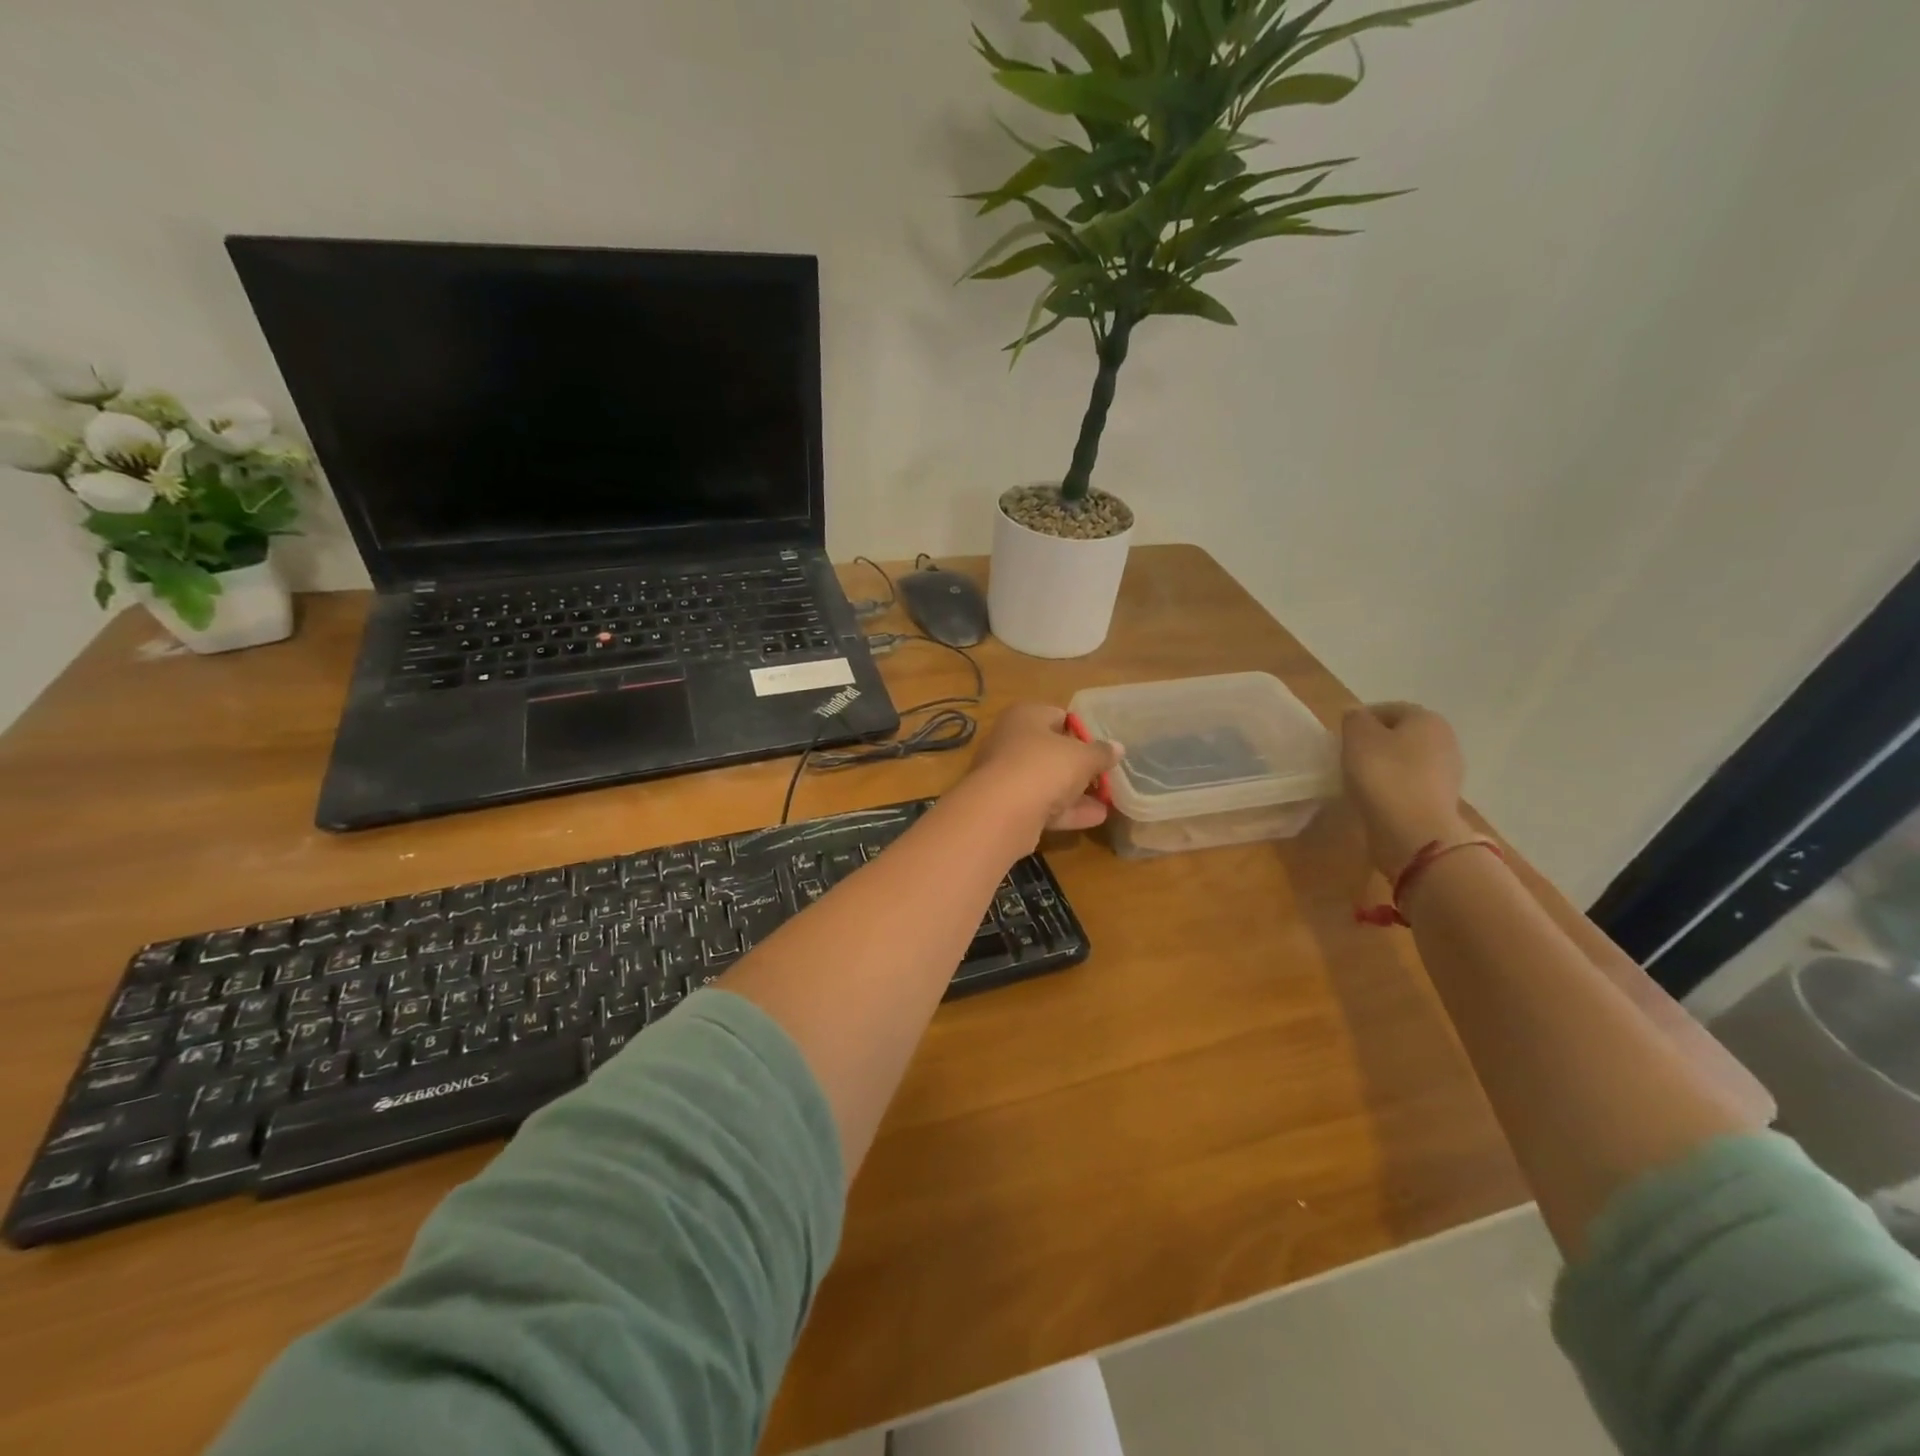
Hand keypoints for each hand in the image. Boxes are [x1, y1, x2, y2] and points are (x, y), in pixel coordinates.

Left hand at [965, 703, 1122, 841]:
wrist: (1001, 811)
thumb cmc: (1044, 766)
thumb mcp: (1082, 756)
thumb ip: (1101, 752)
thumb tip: (1118, 747)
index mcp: (1024, 716)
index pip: (1058, 716)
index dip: (1082, 731)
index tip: (1102, 747)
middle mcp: (1010, 741)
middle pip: (1051, 751)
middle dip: (1078, 765)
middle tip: (1106, 775)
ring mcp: (1006, 776)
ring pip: (1047, 781)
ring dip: (1076, 791)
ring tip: (1107, 800)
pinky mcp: (1006, 807)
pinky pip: (1042, 806)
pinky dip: (1067, 811)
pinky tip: (1095, 818)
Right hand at [1340, 702, 1470, 878]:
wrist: (1414, 831)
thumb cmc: (1384, 775)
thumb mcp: (1358, 737)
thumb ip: (1354, 719)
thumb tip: (1356, 715)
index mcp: (1427, 719)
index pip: (1389, 709)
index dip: (1361, 720)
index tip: (1340, 737)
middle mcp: (1444, 740)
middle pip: (1400, 735)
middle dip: (1374, 743)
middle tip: (1347, 758)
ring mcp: (1447, 773)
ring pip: (1406, 761)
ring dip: (1384, 767)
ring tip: (1357, 781)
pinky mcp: (1440, 800)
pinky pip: (1410, 785)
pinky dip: (1392, 788)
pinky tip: (1374, 799)